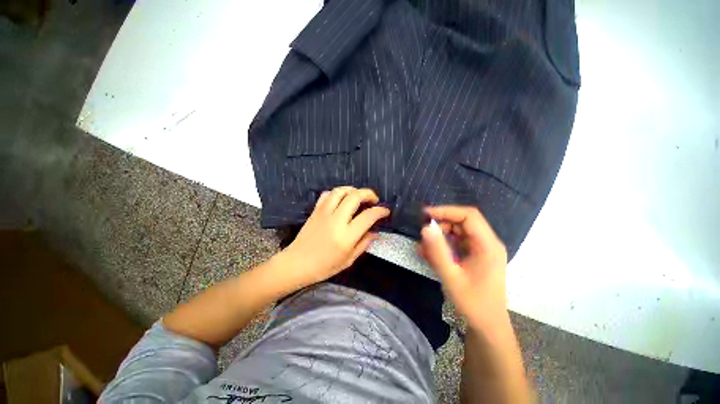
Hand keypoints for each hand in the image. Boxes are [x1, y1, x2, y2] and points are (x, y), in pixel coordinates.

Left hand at [278, 186, 389, 288]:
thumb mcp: (348, 260)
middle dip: (369, 194)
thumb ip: (364, 244)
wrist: (296, 264)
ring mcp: (324, 213)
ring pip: (341, 191)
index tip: (385, 211)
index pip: (368, 216)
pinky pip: (327, 194)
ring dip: (353, 190)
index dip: (380, 211)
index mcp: (346, 236)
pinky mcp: (315, 211)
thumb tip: (376, 232)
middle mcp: (336, 220)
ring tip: (359, 196)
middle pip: (355, 196)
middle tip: (374, 200)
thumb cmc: (324, 267)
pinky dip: (337, 193)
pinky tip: (341, 199)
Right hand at [419, 206, 508, 331]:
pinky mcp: (476, 255)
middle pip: (463, 222)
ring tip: (425, 247)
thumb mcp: (451, 277)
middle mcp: (487, 243)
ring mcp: (482, 249)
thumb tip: (425, 228)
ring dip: (440, 235)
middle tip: (424, 234)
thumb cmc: (473, 303)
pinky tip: (430, 254)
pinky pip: (457, 242)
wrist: (487, 326)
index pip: (469, 216)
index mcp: (488, 245)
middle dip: (441, 224)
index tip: (426, 215)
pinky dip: (443, 245)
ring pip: (458, 231)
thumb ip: (437, 251)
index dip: (447, 211)